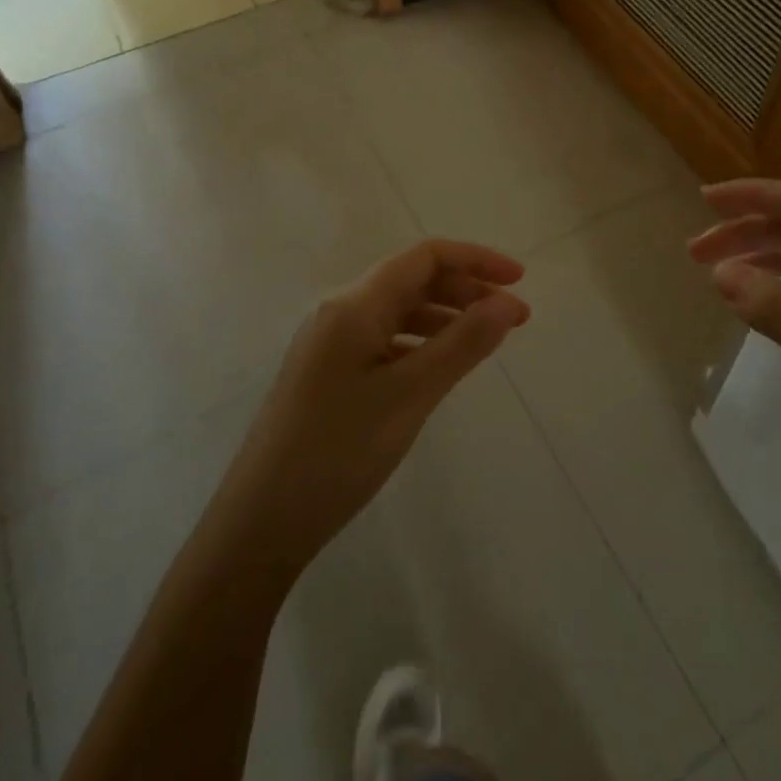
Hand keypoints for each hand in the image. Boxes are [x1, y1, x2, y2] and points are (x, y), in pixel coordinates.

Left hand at [218, 240, 528, 580]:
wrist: (260, 522)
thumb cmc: (338, 452)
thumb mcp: (410, 395)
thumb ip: (463, 343)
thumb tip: (508, 302)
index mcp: (355, 305)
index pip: (425, 257)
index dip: (476, 260)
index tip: (520, 281)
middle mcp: (340, 312)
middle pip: (413, 280)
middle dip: (467, 290)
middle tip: (514, 319)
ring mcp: (331, 344)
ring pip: (400, 311)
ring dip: (447, 316)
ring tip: (486, 341)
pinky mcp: (329, 373)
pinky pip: (386, 339)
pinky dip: (422, 342)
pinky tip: (442, 366)